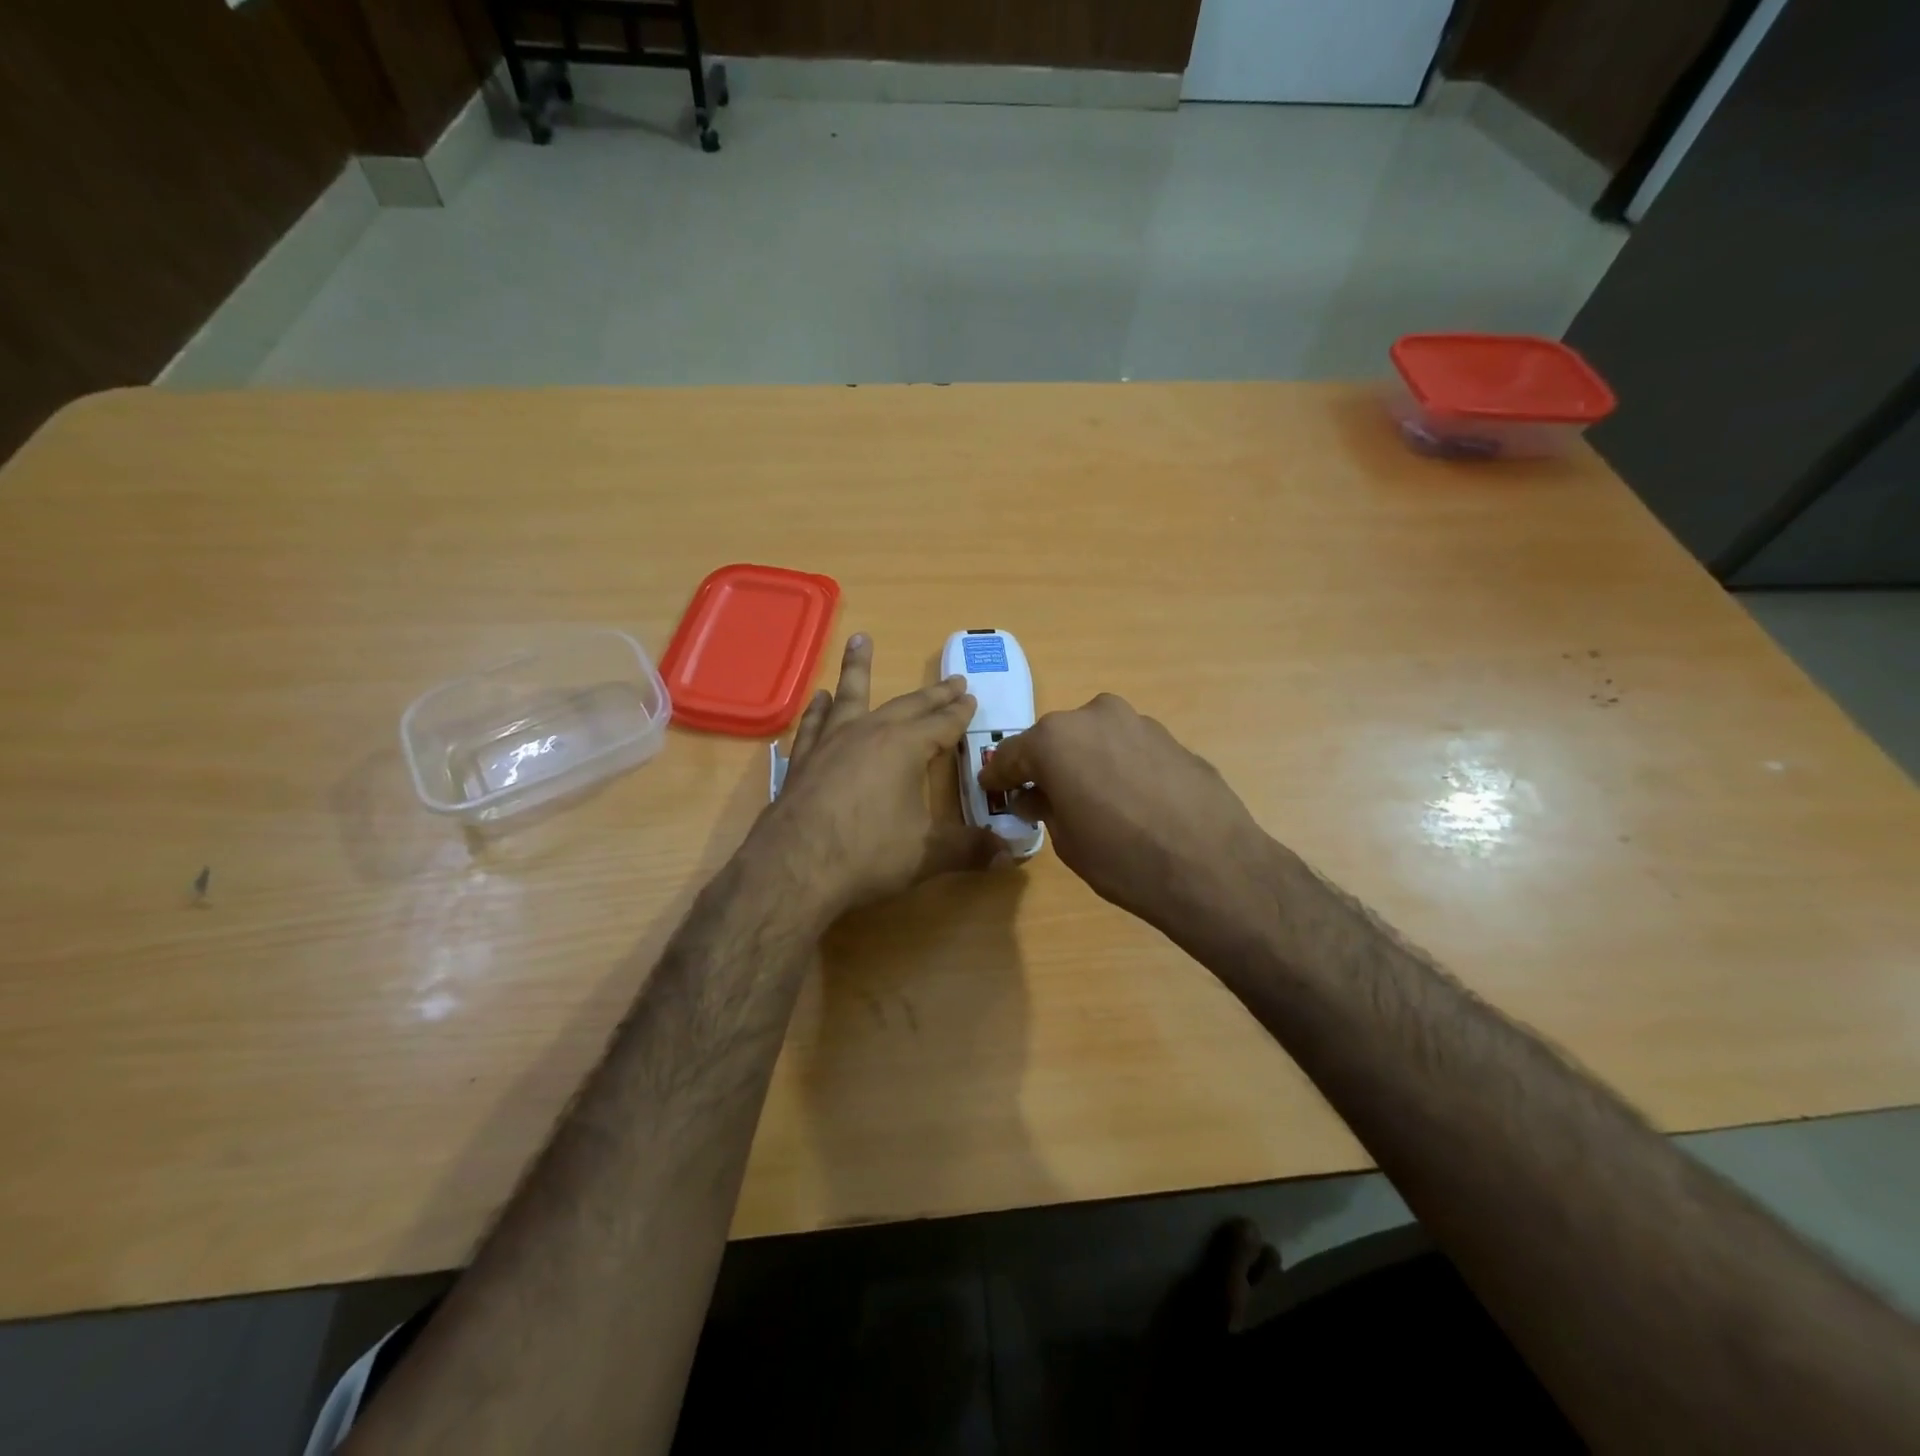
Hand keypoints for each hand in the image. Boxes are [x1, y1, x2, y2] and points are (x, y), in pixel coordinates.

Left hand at [753, 635, 1003, 922]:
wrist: (794, 867)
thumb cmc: (867, 854)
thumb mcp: (927, 854)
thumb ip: (969, 849)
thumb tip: (1010, 855)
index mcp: (905, 747)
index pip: (942, 724)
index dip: (959, 713)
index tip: (971, 698)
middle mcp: (869, 733)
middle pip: (908, 706)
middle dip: (933, 694)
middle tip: (952, 680)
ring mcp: (832, 743)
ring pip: (852, 696)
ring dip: (859, 668)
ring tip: (861, 641)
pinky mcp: (803, 760)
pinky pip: (815, 723)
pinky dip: (820, 708)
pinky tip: (820, 698)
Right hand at [978, 694, 1280, 950]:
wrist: (1212, 866)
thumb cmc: (1123, 859)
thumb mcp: (1067, 842)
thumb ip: (1045, 808)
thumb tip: (1036, 796)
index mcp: (1056, 739)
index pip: (1012, 754)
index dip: (1000, 776)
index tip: (993, 789)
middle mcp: (1094, 716)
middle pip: (1056, 739)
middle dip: (1046, 764)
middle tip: (1043, 795)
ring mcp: (1138, 722)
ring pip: (1096, 739)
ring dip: (1086, 761)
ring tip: (1092, 798)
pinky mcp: (1172, 737)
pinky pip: (1130, 748)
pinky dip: (1121, 765)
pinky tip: (1132, 799)